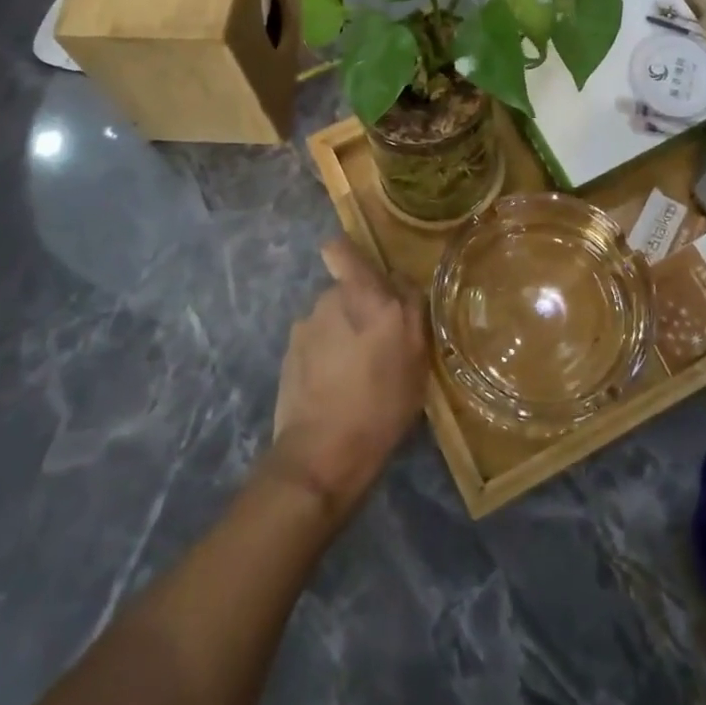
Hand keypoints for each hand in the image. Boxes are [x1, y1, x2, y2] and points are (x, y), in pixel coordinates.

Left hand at [268, 238, 428, 517]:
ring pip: (330, 319)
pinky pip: (314, 345)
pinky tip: (335, 389)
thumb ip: (411, 309)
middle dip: (359, 308)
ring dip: (342, 335)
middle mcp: (328, 301)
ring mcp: (303, 329)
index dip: (352, 257)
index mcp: (362, 295)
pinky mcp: (288, 357)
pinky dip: (324, 358)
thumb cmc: (380, 404)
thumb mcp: (417, 358)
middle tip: (379, 344)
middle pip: (345, 291)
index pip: (341, 249)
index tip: (371, 279)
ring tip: (357, 374)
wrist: (321, 455)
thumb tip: (400, 283)